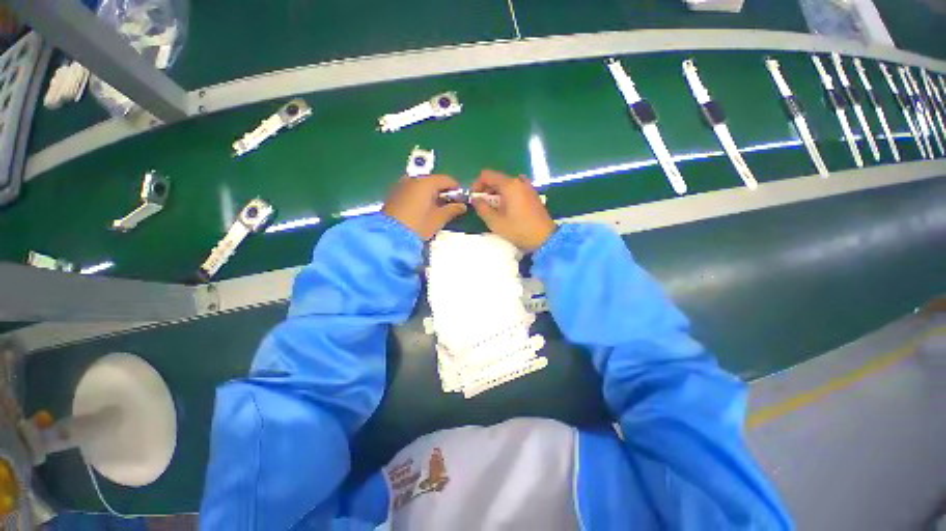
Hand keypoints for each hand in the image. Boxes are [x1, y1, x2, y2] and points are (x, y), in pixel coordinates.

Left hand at [382, 175, 466, 239]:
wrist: (390, 236)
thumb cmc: (418, 226)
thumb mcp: (438, 218)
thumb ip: (452, 209)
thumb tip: (462, 206)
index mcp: (426, 182)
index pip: (447, 180)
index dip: (456, 189)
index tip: (462, 200)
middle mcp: (413, 179)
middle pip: (433, 181)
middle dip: (443, 192)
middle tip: (450, 207)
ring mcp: (401, 185)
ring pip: (422, 186)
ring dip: (431, 195)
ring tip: (436, 210)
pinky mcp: (394, 194)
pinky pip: (412, 191)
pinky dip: (420, 197)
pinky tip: (423, 210)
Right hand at [471, 169, 555, 250]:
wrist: (545, 238)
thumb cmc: (519, 230)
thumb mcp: (496, 222)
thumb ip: (482, 208)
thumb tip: (475, 199)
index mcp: (509, 185)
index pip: (487, 175)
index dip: (477, 185)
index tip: (474, 199)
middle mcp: (519, 181)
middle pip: (496, 179)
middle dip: (486, 190)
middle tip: (482, 206)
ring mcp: (527, 187)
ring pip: (506, 184)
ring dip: (496, 194)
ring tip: (494, 209)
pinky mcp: (532, 194)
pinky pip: (515, 189)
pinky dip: (507, 195)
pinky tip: (506, 209)